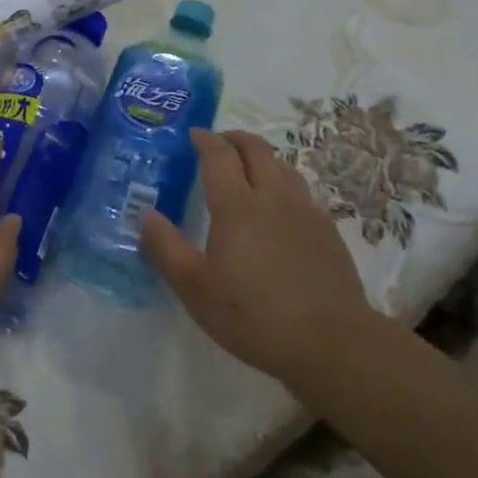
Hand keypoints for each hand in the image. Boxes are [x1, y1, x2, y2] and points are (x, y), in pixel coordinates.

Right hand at [140, 129, 390, 392]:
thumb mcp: (195, 289)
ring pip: (283, 166)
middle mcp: (273, 197)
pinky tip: (278, 207)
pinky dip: (282, 182)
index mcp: (237, 206)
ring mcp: (305, 211)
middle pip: (256, 150)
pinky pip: (300, 190)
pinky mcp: (327, 230)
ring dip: (261, 157)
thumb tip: (146, 215)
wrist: (331, 342)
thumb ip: (166, 248)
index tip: (194, 135)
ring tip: (247, 169)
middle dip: (234, 139)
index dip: (206, 140)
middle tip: (218, 143)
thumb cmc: (253, 315)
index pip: (220, 156)